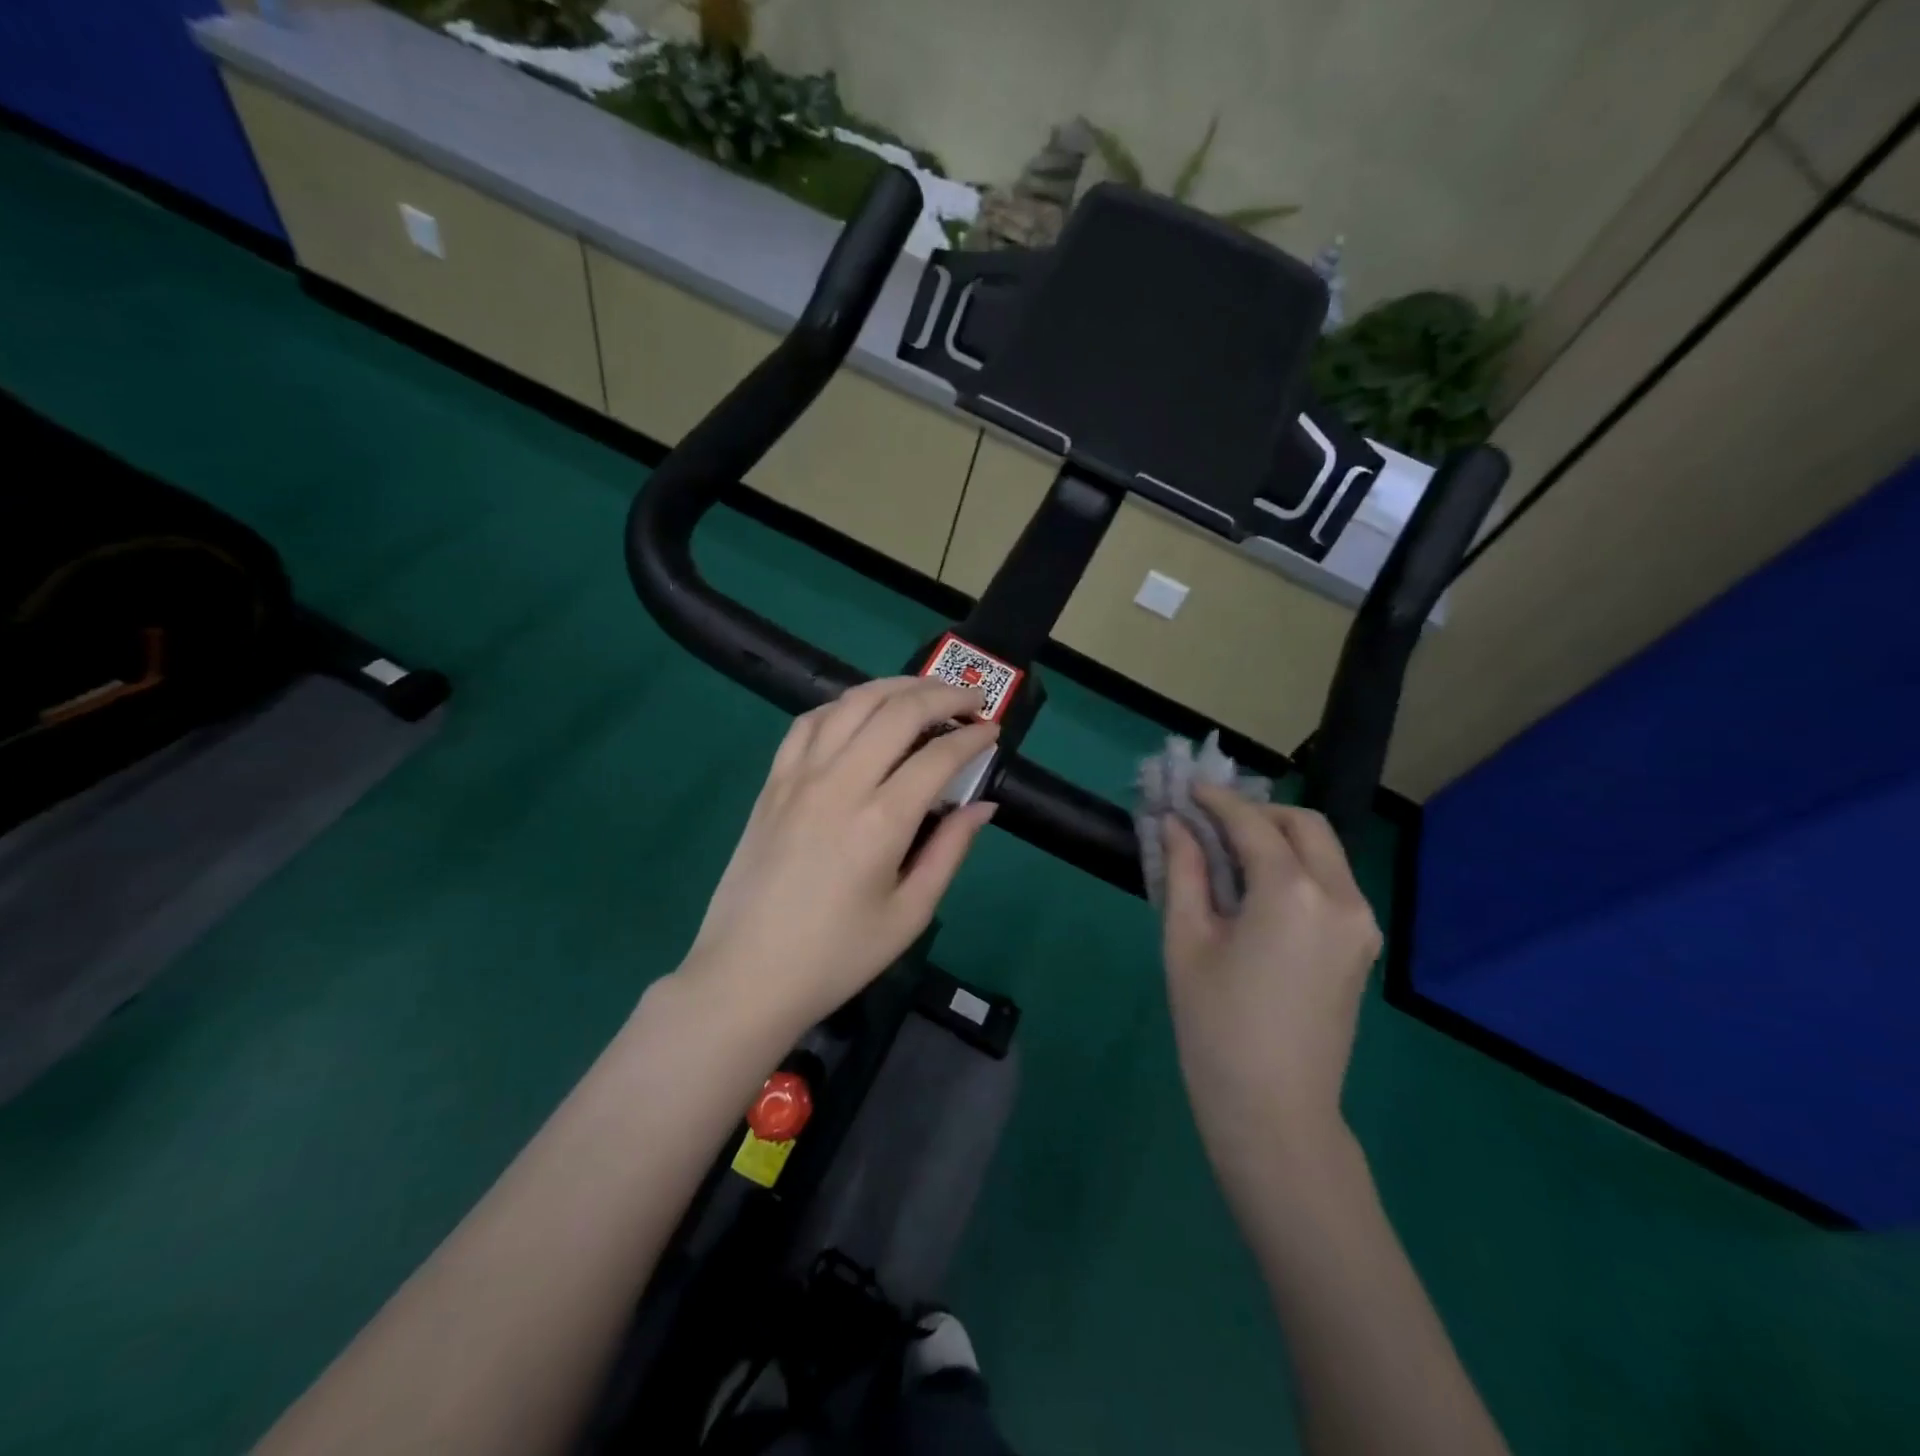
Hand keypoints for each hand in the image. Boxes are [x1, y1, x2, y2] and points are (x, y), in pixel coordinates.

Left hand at [677, 677, 999, 1034]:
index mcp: (881, 821)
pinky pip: (809, 722)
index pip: (938, 756)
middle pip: (898, 711)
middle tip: (971, 699)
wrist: (746, 975)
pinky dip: (843, 705)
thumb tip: (982, 805)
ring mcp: (799, 776)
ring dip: (895, 687)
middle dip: (943, 695)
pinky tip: (860, 713)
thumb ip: (950, 851)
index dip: (973, 737)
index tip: (993, 732)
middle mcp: (840, 783)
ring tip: (924, 691)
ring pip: (852, 703)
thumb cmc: (836, 956)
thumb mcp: (909, 914)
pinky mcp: (773, 782)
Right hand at [1161, 787, 1383, 1164]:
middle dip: (1258, 813)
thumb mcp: (1187, 941)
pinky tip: (1257, 888)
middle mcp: (1341, 897)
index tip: (1186, 789)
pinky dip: (1297, 868)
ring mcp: (1361, 924)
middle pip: (1305, 826)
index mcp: (1293, 893)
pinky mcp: (1362, 947)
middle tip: (1210, 821)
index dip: (1216, 801)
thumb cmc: (1216, 1026)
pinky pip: (1331, 884)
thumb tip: (1175, 826)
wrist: (1274, 1112)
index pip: (1253, 825)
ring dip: (1279, 839)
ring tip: (1228, 853)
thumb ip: (1184, 871)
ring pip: (1324, 853)